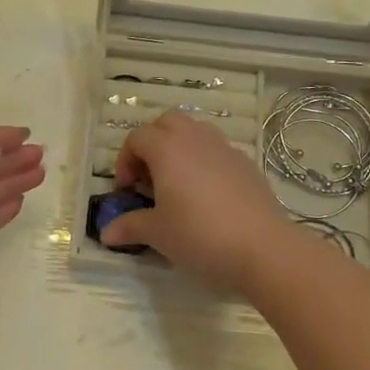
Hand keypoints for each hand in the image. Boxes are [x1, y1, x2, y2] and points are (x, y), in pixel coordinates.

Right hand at [101, 111, 289, 291]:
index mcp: (167, 148)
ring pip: (195, 131)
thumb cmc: (199, 234)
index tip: (127, 192)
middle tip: (149, 178)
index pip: (136, 138)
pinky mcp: (246, 163)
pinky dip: (204, 162)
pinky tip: (207, 196)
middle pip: (166, 123)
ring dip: (179, 149)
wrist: (262, 247)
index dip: (125, 161)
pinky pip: (217, 151)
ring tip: (177, 184)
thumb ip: (130, 227)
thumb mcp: (158, 233)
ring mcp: (224, 148)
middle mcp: (195, 138)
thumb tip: (107, 233)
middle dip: (152, 144)